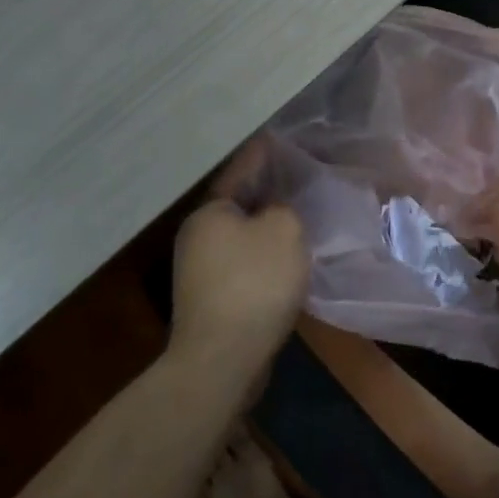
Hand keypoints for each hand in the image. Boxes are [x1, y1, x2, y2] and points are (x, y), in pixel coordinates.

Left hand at [169, 138, 309, 373]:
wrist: (223, 360)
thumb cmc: (254, 283)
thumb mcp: (284, 230)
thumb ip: (286, 209)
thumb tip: (276, 213)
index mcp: (210, 212)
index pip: (240, 171)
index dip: (263, 154)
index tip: (278, 137)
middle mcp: (198, 236)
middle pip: (240, 204)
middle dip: (269, 192)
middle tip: (300, 179)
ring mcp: (200, 271)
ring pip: (243, 237)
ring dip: (268, 227)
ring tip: (301, 217)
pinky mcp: (212, 300)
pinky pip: (245, 265)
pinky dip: (265, 257)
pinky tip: (289, 259)